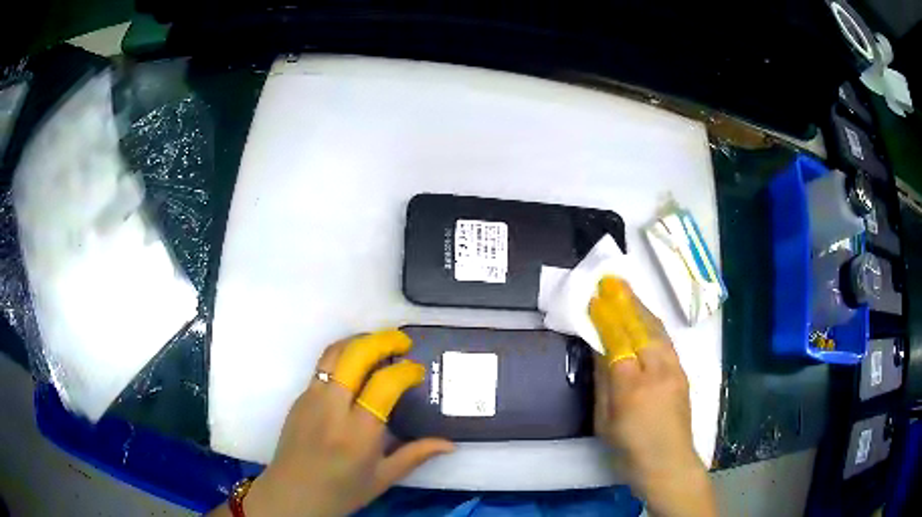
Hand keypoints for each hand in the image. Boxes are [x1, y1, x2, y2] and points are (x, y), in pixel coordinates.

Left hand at [224, 330, 454, 516]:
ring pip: (334, 353)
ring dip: (359, 341)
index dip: (405, 371)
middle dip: (382, 341)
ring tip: (379, 345)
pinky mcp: (299, 397)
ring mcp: (310, 398)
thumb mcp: (383, 479)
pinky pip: (322, 367)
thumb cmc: (341, 492)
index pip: (384, 384)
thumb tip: (450, 444)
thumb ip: (416, 456)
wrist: (292, 494)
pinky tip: (356, 368)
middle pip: (354, 356)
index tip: (417, 371)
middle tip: (402, 342)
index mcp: (358, 433)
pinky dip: (343, 356)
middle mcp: (332, 408)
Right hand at [589, 277, 715, 516]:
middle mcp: (658, 373)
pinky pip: (667, 341)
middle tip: (613, 282)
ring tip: (629, 292)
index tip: (595, 298)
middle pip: (642, 329)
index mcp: (633, 388)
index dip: (607, 320)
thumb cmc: (629, 449)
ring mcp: (675, 371)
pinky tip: (646, 318)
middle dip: (626, 303)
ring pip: (658, 331)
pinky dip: (654, 325)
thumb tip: (599, 350)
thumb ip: (603, 383)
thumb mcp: (605, 421)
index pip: (618, 343)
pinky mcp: (683, 373)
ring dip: (642, 309)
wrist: (669, 463)